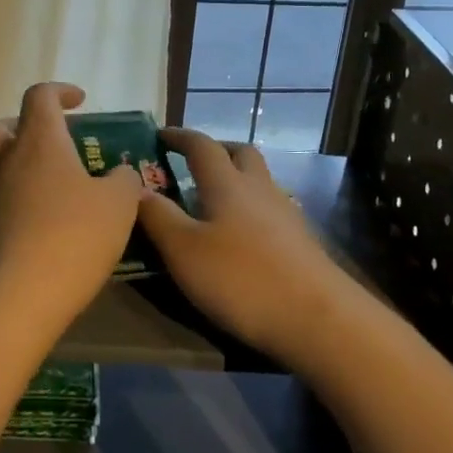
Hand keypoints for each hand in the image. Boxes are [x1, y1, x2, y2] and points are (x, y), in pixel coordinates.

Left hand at [0, 82, 142, 338]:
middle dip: (27, 126)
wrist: (14, 299)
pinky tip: (54, 225)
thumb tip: (121, 173)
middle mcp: (7, 163)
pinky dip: (25, 203)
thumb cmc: (71, 236)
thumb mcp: (118, 205)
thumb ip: (124, 181)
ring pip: (2, 167)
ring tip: (65, 190)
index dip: (60, 91)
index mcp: (39, 142)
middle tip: (57, 141)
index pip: (39, 96)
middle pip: (2, 127)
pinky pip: (5, 203)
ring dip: (27, 168)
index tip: (80, 101)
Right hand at [137, 128, 350, 361]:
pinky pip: (270, 209)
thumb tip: (135, 188)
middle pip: (241, 153)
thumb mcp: (184, 251)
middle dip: (216, 150)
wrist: (317, 317)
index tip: (160, 134)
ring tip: (213, 201)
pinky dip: (251, 209)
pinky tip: (242, 236)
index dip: (180, 137)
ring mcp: (285, 213)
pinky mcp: (301, 240)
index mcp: (227, 184)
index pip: (201, 146)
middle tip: (193, 162)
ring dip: (237, 179)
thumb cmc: (241, 278)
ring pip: (259, 180)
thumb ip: (158, 217)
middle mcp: (259, 188)